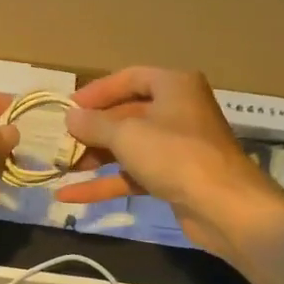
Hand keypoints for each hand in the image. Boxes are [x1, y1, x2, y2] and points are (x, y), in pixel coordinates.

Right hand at [55, 67, 283, 256]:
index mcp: (173, 87)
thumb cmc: (174, 155)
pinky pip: (133, 174)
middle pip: (126, 114)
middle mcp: (177, 111)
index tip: (69, 107)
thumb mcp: (126, 134)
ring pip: (128, 147)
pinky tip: (70, 196)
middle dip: (92, 130)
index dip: (98, 91)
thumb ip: (94, 124)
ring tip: (60, 168)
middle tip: (61, 141)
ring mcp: (176, 147)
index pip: (130, 78)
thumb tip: (70, 117)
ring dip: (94, 157)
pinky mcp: (173, 178)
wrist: (223, 205)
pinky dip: (105, 183)